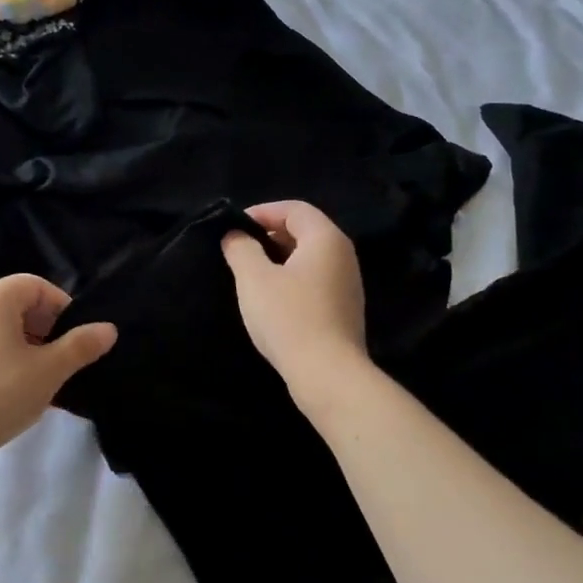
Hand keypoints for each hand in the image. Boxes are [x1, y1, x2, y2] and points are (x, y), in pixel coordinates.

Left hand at [0, 274, 116, 464]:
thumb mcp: (49, 371)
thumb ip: (80, 346)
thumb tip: (109, 329)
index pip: (37, 286)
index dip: (63, 308)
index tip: (76, 340)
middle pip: (19, 305)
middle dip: (47, 329)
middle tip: (62, 362)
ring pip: (2, 329)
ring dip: (28, 348)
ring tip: (42, 381)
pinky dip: (5, 360)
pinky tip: (14, 393)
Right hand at [221, 201, 369, 392]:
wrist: (327, 373)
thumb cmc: (288, 317)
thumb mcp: (254, 278)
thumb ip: (241, 249)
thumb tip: (236, 235)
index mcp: (326, 239)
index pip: (295, 209)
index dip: (263, 211)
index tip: (234, 226)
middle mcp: (343, 255)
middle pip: (305, 230)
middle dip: (270, 234)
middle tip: (240, 248)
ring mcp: (348, 284)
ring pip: (310, 257)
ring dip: (280, 258)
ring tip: (251, 273)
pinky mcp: (344, 309)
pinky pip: (315, 280)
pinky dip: (292, 279)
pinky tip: (271, 299)